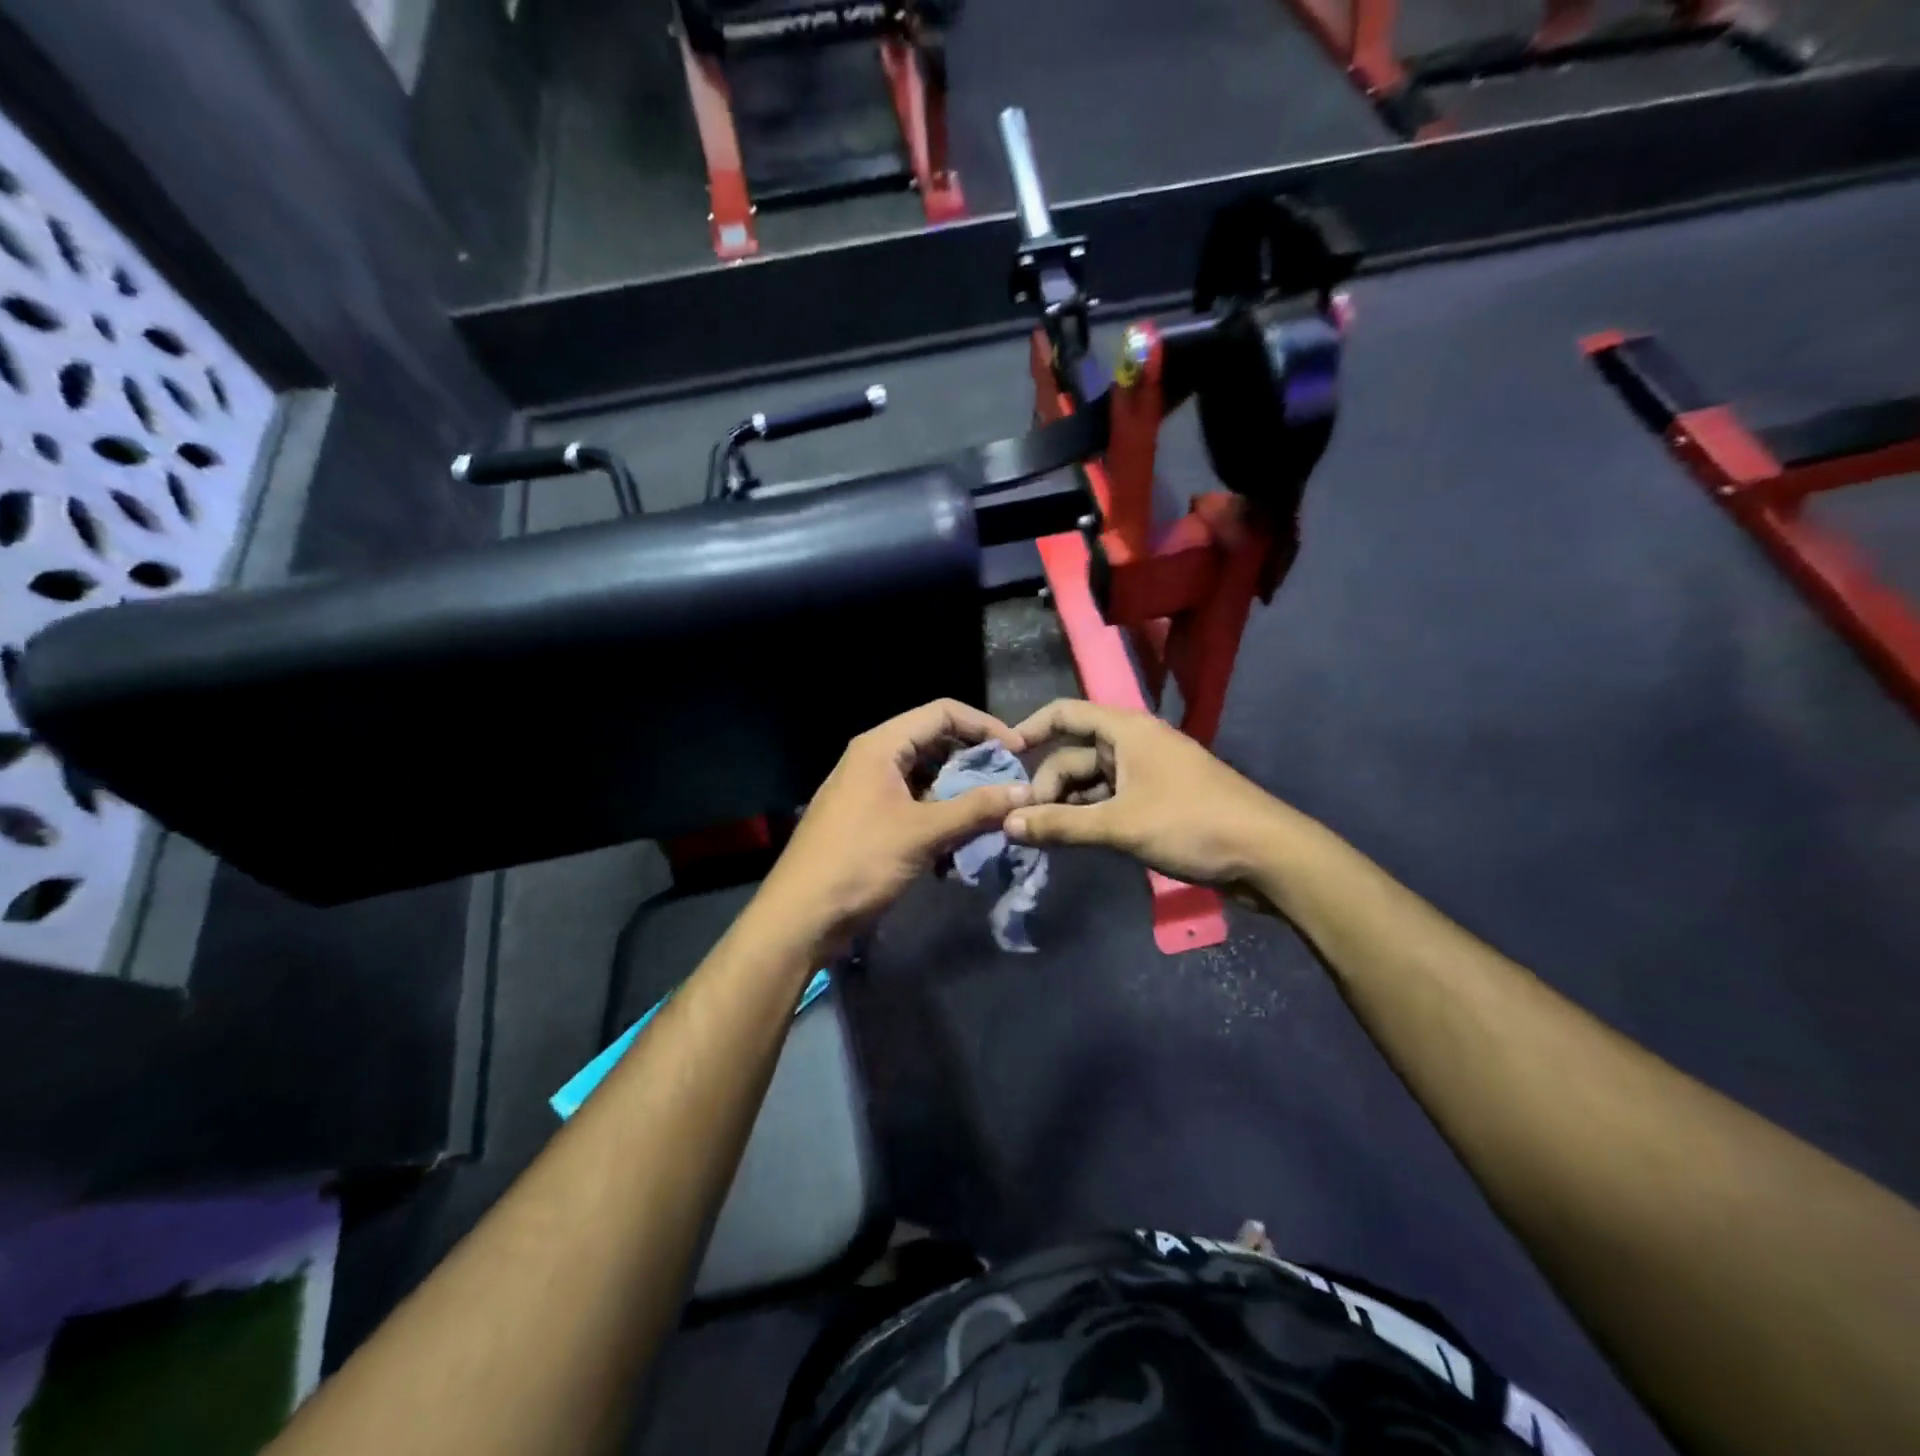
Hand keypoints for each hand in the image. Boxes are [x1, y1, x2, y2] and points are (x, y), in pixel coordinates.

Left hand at [758, 700, 1030, 949]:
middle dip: (975, 764)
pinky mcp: (870, 819)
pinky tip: (958, 848)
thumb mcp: (923, 832)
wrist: (801, 916)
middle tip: (1008, 788)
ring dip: (959, 797)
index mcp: (881, 746)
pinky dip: (940, 819)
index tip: (1018, 753)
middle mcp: (874, 758)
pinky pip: (914, 805)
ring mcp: (869, 790)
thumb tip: (1026, 791)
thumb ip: (976, 808)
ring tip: (990, 819)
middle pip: (936, 743)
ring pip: (927, 778)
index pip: (943, 712)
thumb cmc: (860, 862)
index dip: (985, 726)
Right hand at [1006, 699, 1292, 888]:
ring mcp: (1147, 774)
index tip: (1002, 759)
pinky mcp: (1157, 802)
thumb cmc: (1191, 824)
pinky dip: (1090, 818)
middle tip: (1025, 825)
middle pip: (1074, 755)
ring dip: (1067, 807)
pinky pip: (1110, 802)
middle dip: (1047, 786)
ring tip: (1042, 838)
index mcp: (1125, 730)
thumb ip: (1061, 824)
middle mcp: (1133, 745)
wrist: (1266, 854)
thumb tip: (1006, 823)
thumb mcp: (1120, 825)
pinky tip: (1073, 842)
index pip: (1065, 713)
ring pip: (1091, 783)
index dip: (1030, 729)